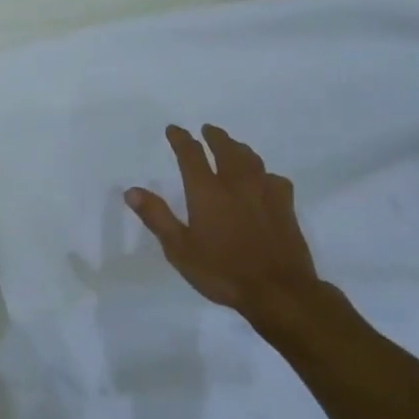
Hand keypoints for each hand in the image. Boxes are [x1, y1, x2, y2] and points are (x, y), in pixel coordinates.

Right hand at [126, 124, 322, 316]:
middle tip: (207, 129)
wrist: (278, 290)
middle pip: (226, 149)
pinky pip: (275, 179)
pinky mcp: (286, 207)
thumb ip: (157, 217)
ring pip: (251, 159)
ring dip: (239, 148)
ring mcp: (264, 193)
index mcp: (207, 191)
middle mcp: (236, 184)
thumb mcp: (179, 249)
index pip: (191, 154)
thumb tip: (132, 191)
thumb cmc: (222, 271)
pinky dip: (265, 174)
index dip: (181, 139)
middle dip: (214, 136)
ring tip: (233, 146)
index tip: (174, 129)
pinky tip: (266, 180)